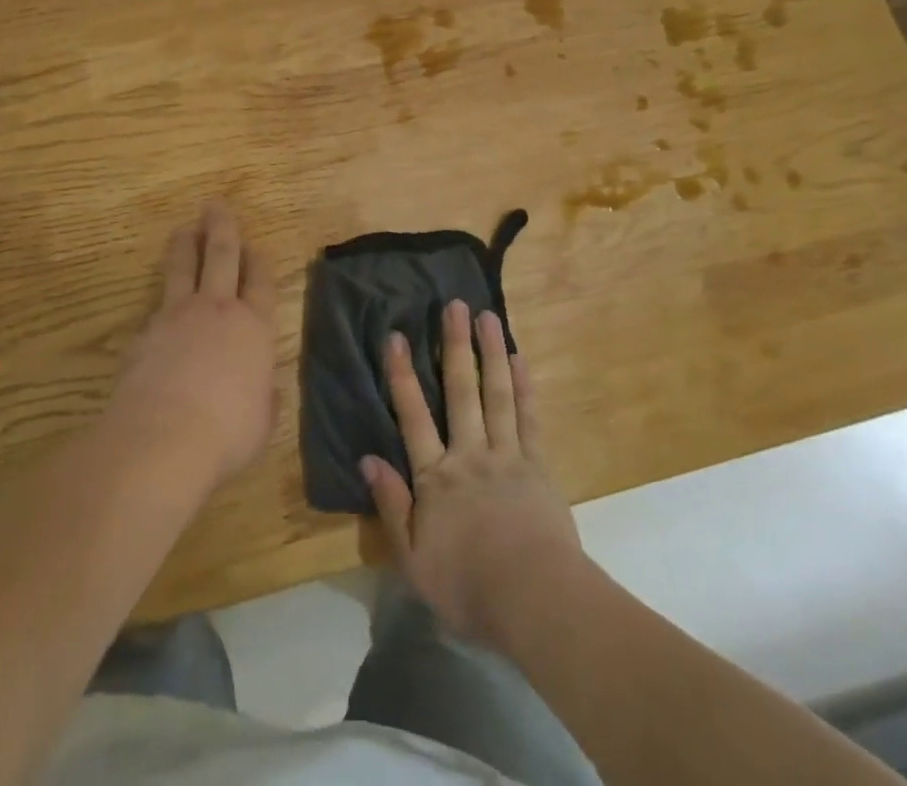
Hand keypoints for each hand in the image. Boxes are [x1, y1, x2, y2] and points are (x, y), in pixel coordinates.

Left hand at [110, 201, 279, 487]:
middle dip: (221, 228)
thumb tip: (264, 391)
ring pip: (182, 268)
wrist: (163, 437)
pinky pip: (155, 304)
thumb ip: (263, 398)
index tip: (256, 245)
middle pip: (221, 256)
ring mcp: (177, 316)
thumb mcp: (261, 422)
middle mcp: (217, 310)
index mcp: (253, 327)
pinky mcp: (145, 332)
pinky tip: (158, 302)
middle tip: (215, 206)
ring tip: (184, 229)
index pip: (260, 282)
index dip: (259, 261)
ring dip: (185, 245)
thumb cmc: (227, 433)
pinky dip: (160, 297)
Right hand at [363, 300, 582, 647]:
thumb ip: (391, 505)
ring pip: (497, 394)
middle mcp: (470, 454)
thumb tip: (367, 459)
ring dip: (491, 352)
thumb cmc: (468, 586)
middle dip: (455, 346)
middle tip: (454, 305)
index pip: (413, 416)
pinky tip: (519, 358)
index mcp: (436, 477)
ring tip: (488, 316)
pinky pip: (529, 418)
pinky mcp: (538, 465)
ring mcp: (507, 455)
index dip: (402, 374)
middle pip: (461, 391)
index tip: (396, 336)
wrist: (534, 601)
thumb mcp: (413, 558)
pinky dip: (524, 386)